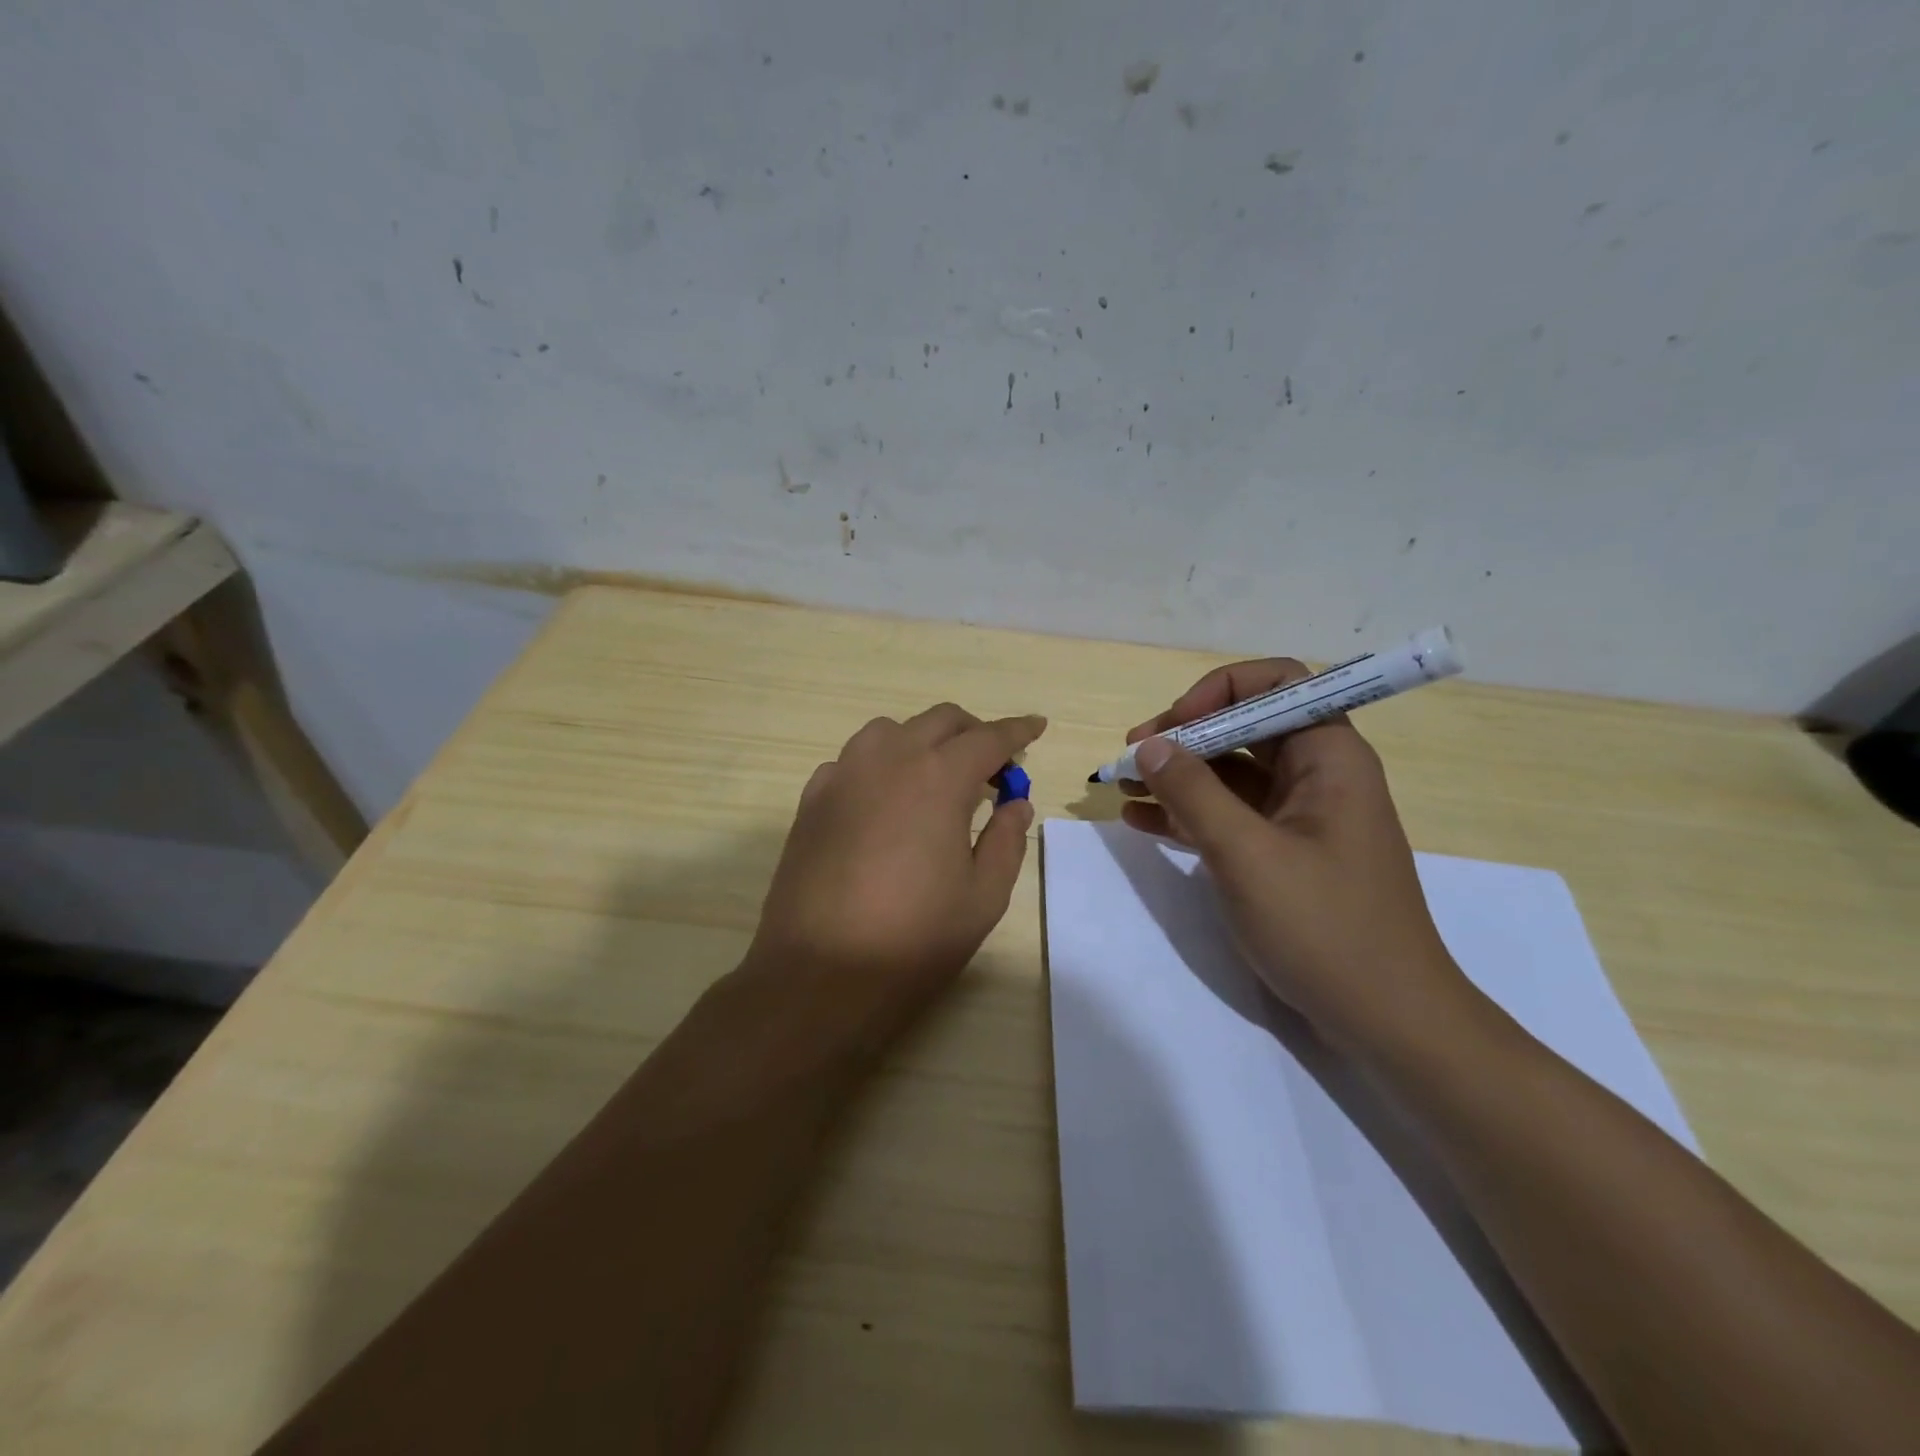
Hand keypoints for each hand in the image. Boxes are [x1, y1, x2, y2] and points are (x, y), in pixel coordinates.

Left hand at [743, 705, 1044, 1058]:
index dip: (1017, 731)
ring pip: (890, 731)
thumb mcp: (983, 897)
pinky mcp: (812, 799)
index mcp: (940, 778)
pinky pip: (853, 760)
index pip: (988, 738)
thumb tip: (1015, 803)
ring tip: (937, 779)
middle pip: (939, 721)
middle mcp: (889, 760)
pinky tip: (885, 802)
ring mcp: (843, 775)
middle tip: (992, 766)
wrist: (820, 975)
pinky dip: (880, 765)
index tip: (1036, 726)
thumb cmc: (914, 939)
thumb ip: (1007, 840)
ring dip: (923, 741)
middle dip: (973, 732)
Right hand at [1120, 660, 1473, 1054]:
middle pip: (1243, 726)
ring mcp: (1298, 816)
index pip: (1276, 683)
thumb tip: (1149, 744)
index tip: (1174, 725)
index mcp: (1328, 756)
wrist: (1386, 1020)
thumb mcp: (1247, 854)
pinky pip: (1228, 815)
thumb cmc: (1325, 927)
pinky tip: (1139, 820)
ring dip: (1176, 774)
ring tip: (1121, 785)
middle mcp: (1316, 775)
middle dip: (1183, 735)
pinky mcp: (1282, 852)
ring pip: (1229, 772)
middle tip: (1129, 757)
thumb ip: (1194, 792)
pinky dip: (1186, 813)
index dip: (1219, 691)